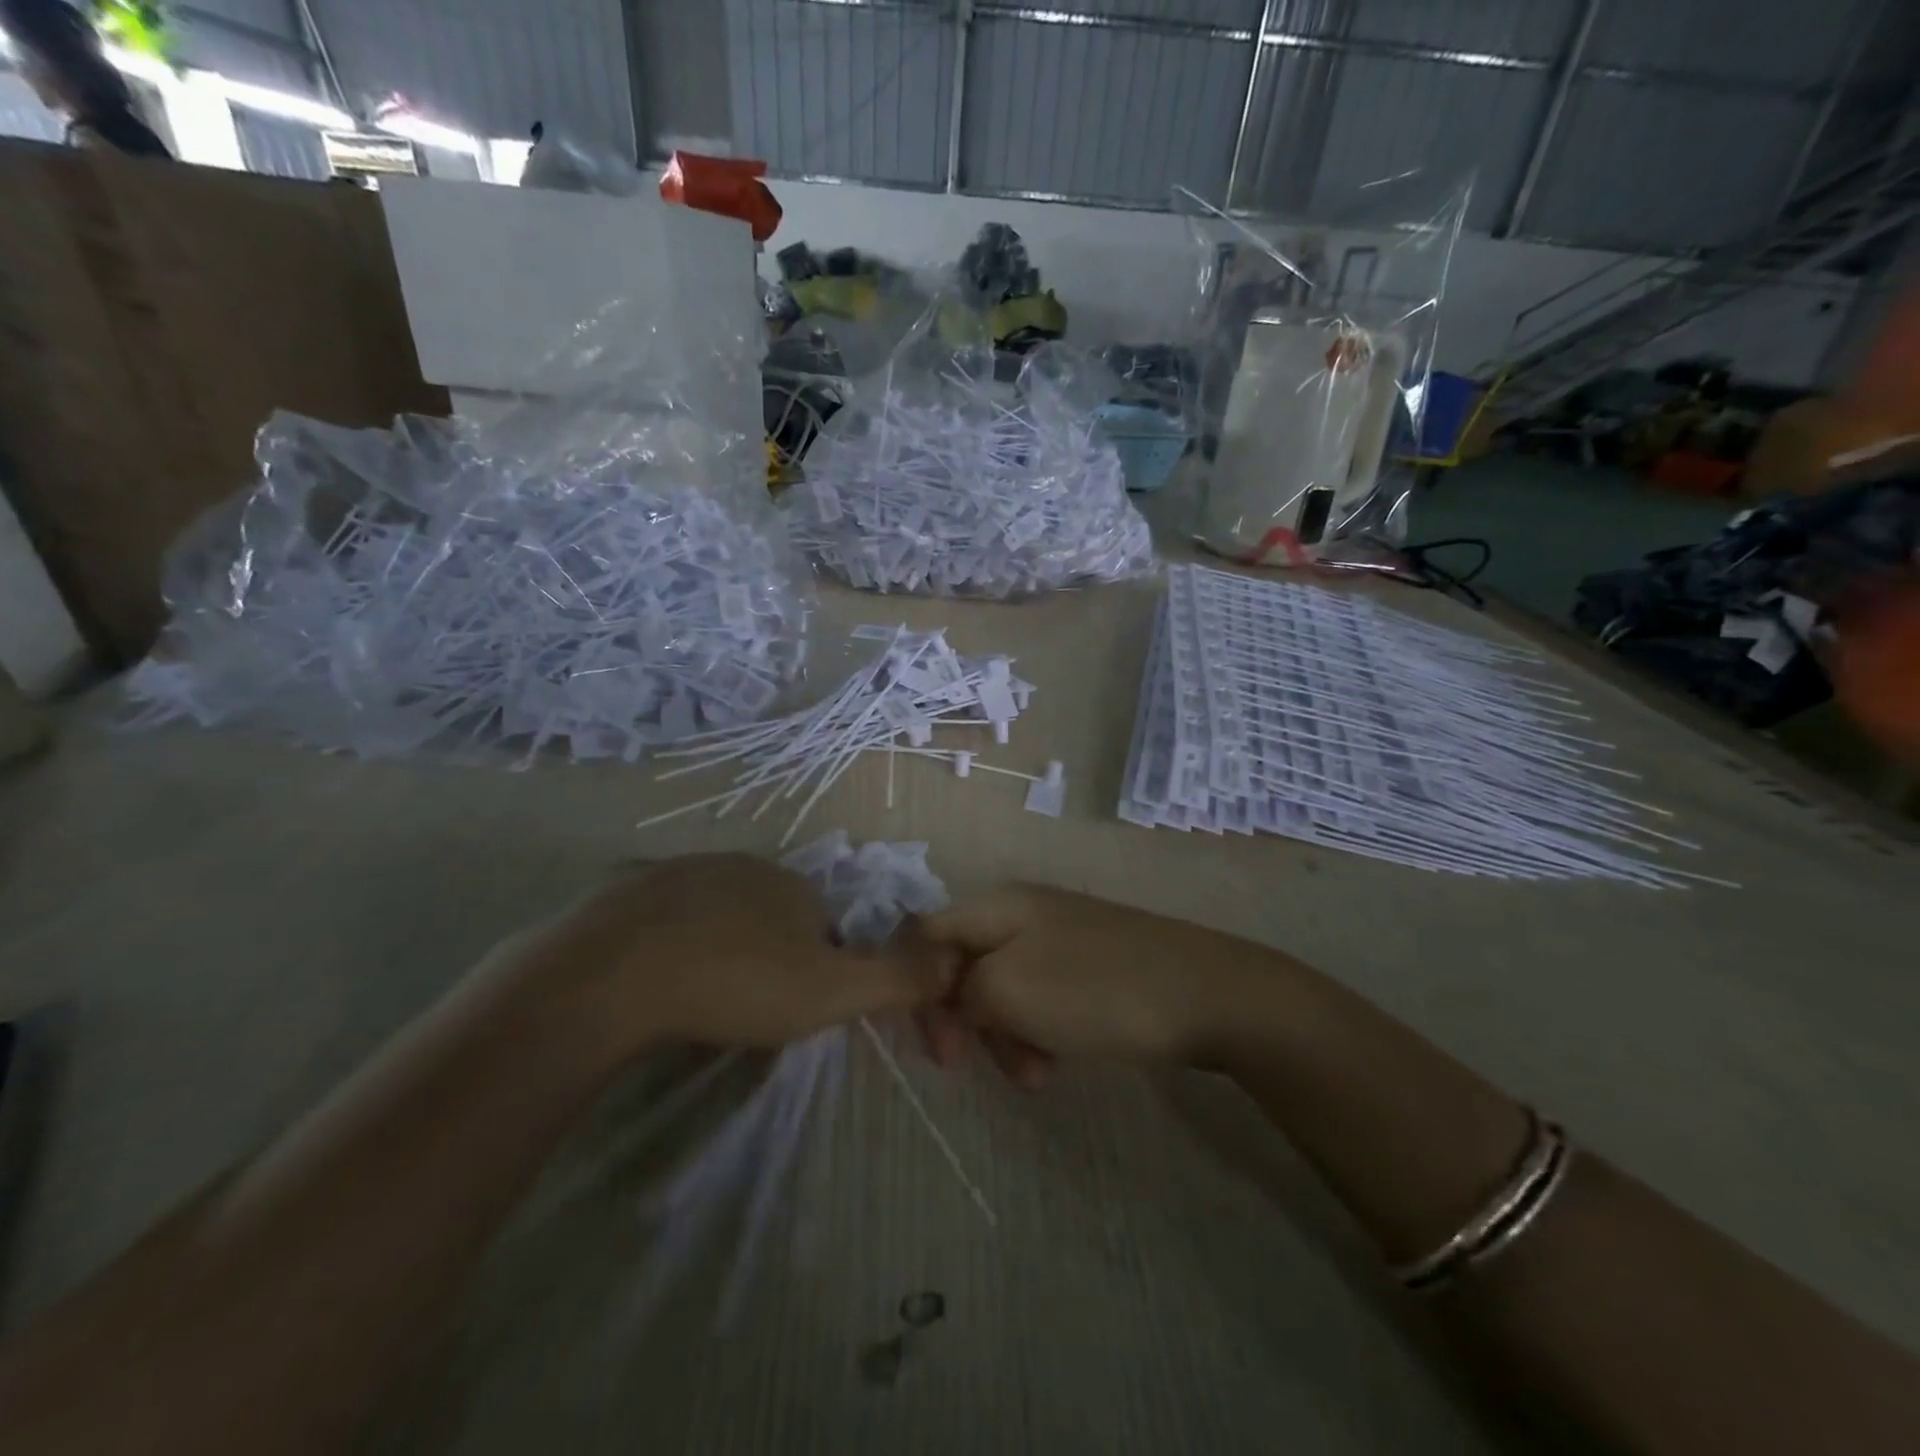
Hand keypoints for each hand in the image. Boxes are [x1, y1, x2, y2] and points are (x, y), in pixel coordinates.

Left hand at [501, 854, 946, 1052]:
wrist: (613, 975)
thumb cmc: (737, 982)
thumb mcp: (832, 991)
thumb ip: (897, 978)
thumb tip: (952, 960)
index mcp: (794, 884)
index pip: (824, 927)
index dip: (817, 970)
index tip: (791, 1012)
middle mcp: (743, 865)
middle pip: (771, 918)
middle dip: (767, 959)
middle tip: (744, 1012)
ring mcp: (682, 872)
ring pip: (718, 917)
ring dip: (719, 952)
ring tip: (698, 1002)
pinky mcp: (628, 892)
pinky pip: (665, 922)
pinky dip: (669, 948)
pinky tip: (653, 984)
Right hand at [916, 884, 1269, 1079]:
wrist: (1205, 995)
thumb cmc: (1095, 989)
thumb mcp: (1009, 989)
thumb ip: (957, 990)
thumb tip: (947, 996)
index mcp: (997, 906)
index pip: (925, 935)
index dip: (915, 986)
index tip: (934, 1041)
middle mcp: (1022, 914)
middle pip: (961, 966)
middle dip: (962, 1020)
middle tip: (969, 1065)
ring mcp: (1058, 939)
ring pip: (1000, 990)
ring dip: (1001, 1036)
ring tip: (1031, 1074)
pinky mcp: (1086, 967)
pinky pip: (1038, 1000)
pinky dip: (1035, 1033)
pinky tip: (1054, 1063)